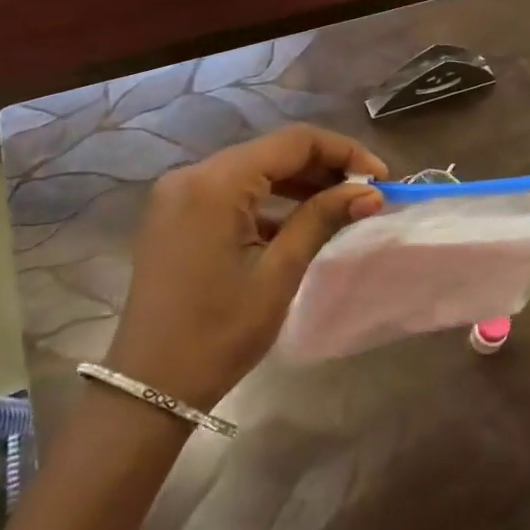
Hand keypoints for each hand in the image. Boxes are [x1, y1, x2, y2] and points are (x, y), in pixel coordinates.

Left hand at [104, 125, 386, 411]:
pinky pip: (232, 191)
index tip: (381, 176)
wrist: (149, 387)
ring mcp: (179, 193)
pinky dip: (268, 199)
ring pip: (253, 169)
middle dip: (324, 166)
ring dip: (299, 182)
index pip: (294, 142)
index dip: (344, 152)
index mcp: (216, 182)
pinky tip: (299, 220)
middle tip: (366, 192)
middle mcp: (193, 174)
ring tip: (341, 204)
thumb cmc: (219, 333)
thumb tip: (371, 192)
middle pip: (272, 151)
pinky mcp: (176, 213)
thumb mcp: (278, 273)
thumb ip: (322, 219)